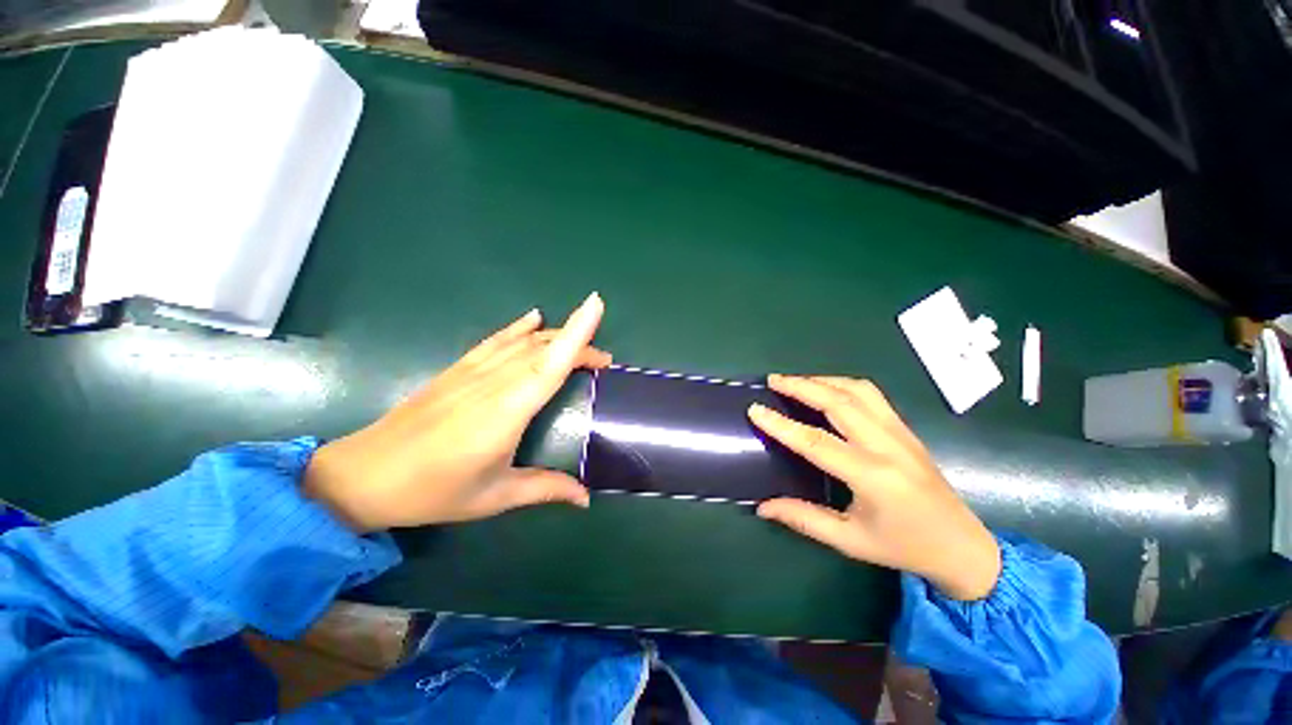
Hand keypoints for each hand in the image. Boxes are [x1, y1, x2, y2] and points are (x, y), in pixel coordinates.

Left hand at [303, 293, 609, 532]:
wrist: (362, 476)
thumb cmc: (432, 491)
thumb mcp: (494, 497)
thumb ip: (545, 489)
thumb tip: (586, 498)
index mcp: (506, 412)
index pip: (550, 363)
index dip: (576, 333)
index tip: (596, 305)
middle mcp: (493, 382)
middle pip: (544, 349)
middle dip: (579, 345)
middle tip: (603, 362)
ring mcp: (472, 371)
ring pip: (524, 342)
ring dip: (557, 336)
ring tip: (581, 345)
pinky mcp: (458, 369)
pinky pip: (496, 340)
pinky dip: (519, 327)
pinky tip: (534, 318)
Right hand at [748, 375, 1000, 600]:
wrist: (963, 546)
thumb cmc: (904, 547)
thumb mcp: (850, 541)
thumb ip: (804, 519)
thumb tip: (763, 506)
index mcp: (873, 477)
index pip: (816, 442)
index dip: (782, 425)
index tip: (756, 409)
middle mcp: (887, 446)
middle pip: (839, 402)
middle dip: (802, 386)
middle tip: (773, 380)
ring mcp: (900, 432)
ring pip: (858, 390)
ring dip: (823, 380)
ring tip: (796, 381)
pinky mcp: (906, 429)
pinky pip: (871, 395)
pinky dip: (843, 385)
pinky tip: (827, 389)